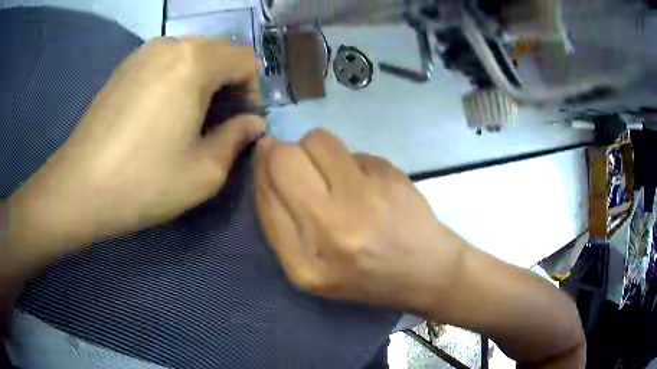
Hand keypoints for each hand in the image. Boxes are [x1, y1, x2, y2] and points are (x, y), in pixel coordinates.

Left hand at [8, 38, 264, 260]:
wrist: (79, 188)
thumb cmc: (143, 182)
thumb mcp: (204, 172)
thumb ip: (237, 139)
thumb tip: (253, 123)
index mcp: (194, 61)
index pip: (246, 60)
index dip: (252, 91)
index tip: (239, 122)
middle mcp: (171, 44)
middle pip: (219, 52)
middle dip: (227, 83)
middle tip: (214, 123)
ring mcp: (143, 52)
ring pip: (191, 55)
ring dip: (201, 81)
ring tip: (186, 119)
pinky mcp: (124, 66)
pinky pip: (165, 62)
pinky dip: (175, 80)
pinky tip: (159, 114)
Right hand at [255, 129, 466, 310]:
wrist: (426, 271)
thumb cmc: (365, 277)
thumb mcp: (312, 271)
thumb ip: (282, 224)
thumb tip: (267, 161)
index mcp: (306, 265)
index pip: (266, 197)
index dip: (262, 170)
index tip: (267, 158)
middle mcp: (333, 230)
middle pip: (285, 159)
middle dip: (282, 151)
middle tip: (298, 162)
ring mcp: (366, 200)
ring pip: (318, 140)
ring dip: (315, 148)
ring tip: (333, 172)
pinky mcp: (391, 177)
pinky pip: (353, 150)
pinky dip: (351, 162)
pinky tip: (368, 185)